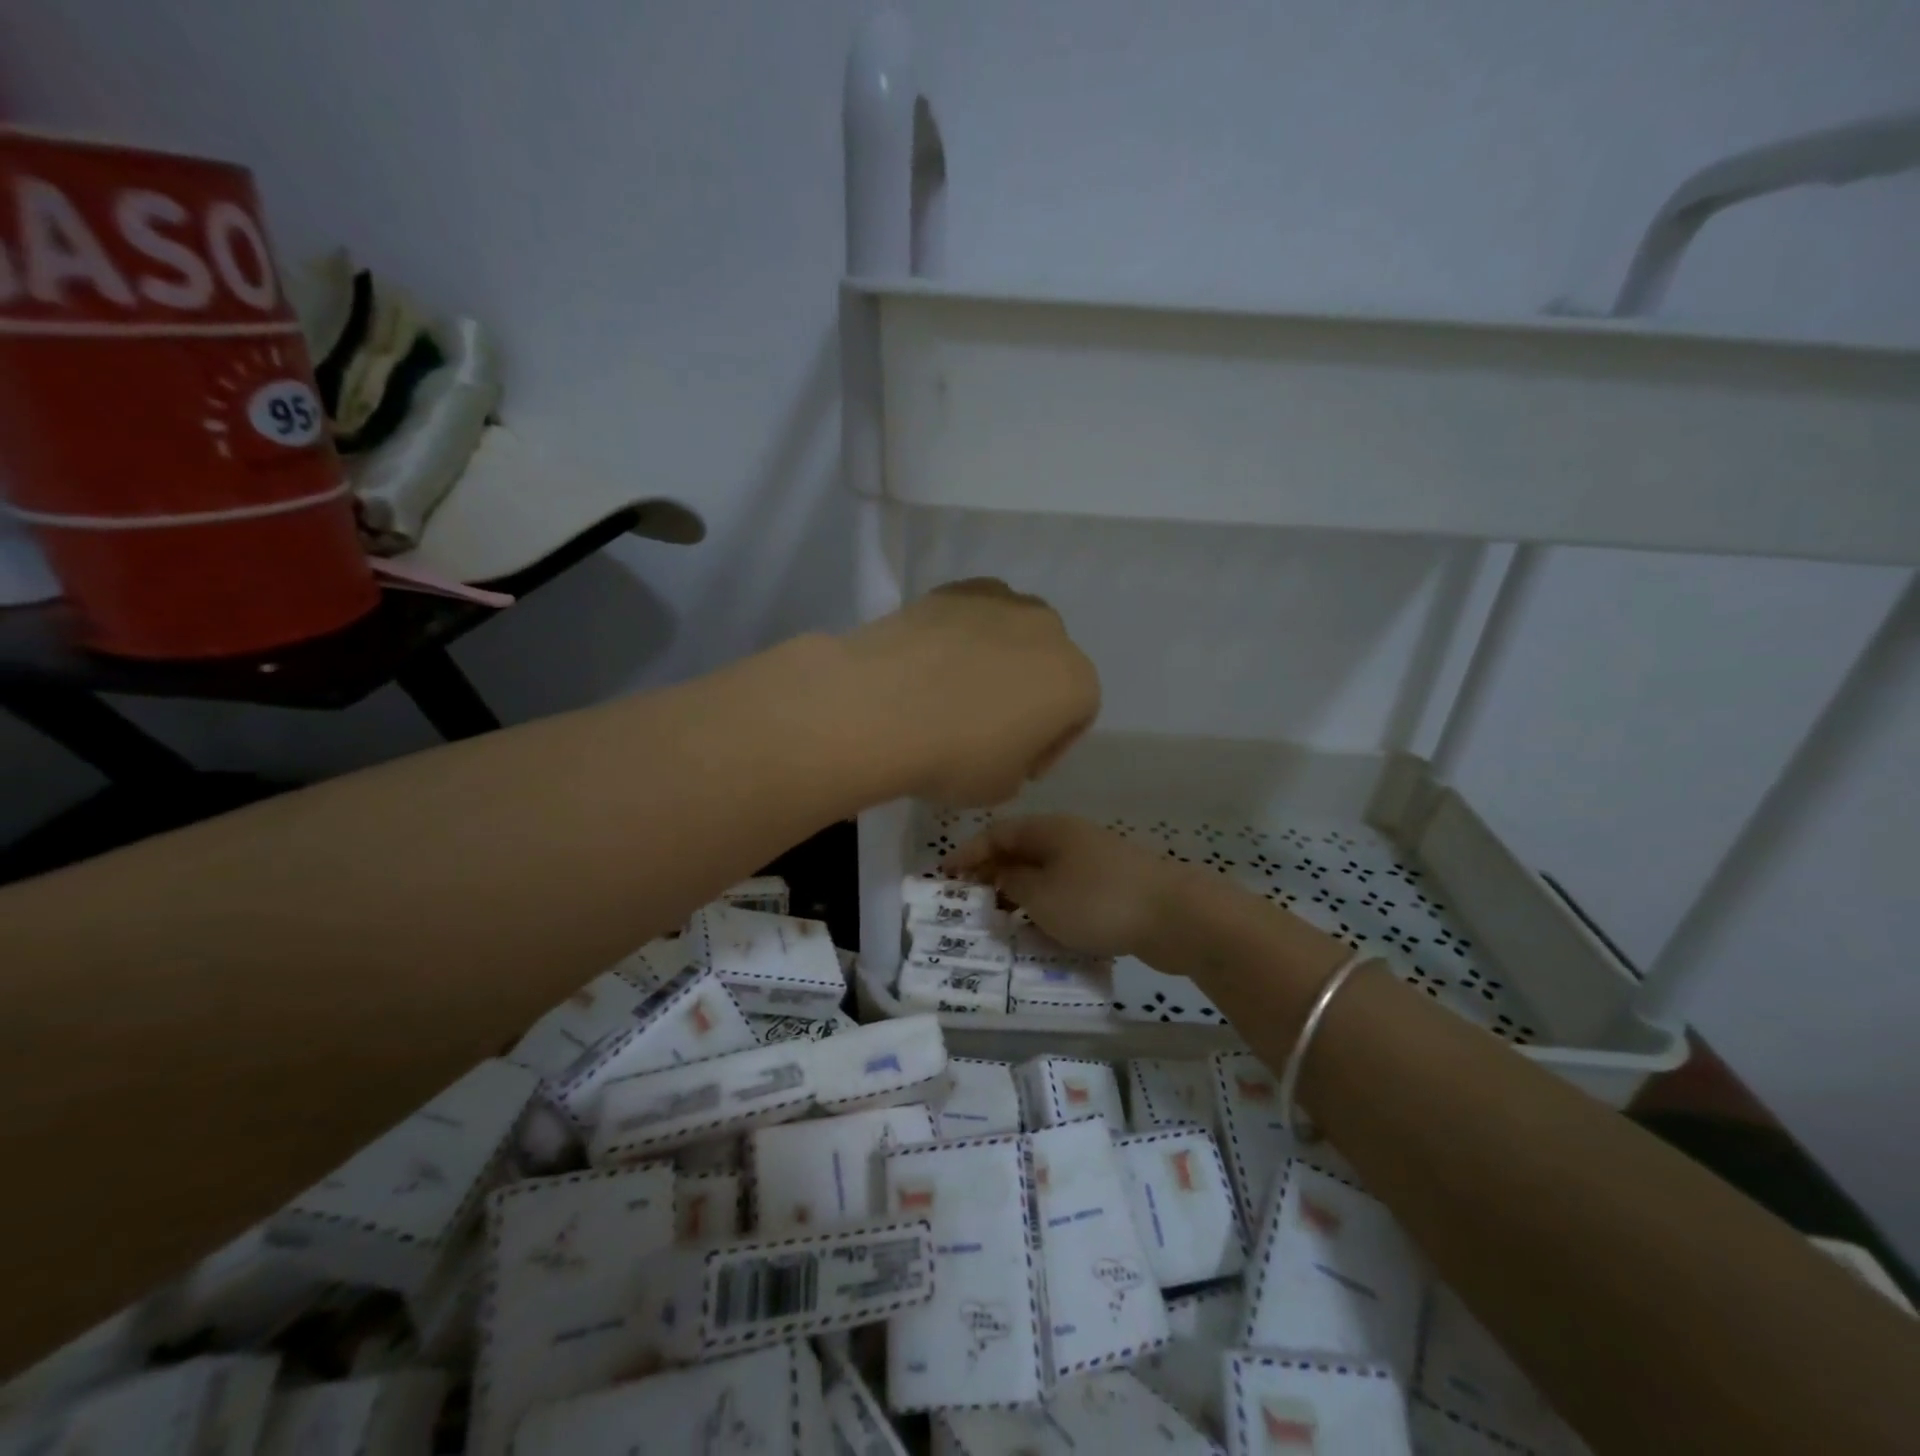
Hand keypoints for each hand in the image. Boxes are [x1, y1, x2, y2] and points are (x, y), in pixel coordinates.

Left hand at [840, 580, 1098, 806]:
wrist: (881, 707)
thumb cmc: (956, 757)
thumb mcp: (1001, 787)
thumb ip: (1018, 766)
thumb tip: (1003, 749)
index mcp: (1074, 680)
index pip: (1077, 715)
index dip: (1049, 746)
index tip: (1019, 767)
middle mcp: (1047, 630)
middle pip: (1046, 664)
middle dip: (1027, 692)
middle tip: (989, 726)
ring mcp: (998, 601)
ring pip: (1010, 633)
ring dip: (995, 659)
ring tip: (956, 690)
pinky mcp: (951, 590)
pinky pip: (969, 617)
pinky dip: (959, 637)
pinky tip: (930, 665)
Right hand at [943, 815, 1186, 956]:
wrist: (1176, 916)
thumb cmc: (1098, 901)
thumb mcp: (1042, 895)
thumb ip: (1012, 883)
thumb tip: (1001, 873)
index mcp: (1049, 829)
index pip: (997, 832)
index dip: (968, 853)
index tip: (944, 876)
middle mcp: (1070, 838)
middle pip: (1021, 851)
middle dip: (993, 876)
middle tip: (969, 904)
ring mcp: (1094, 861)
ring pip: (1045, 875)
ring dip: (1021, 896)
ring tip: (1002, 924)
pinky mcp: (1113, 887)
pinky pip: (1068, 893)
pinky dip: (1049, 909)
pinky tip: (1043, 933)